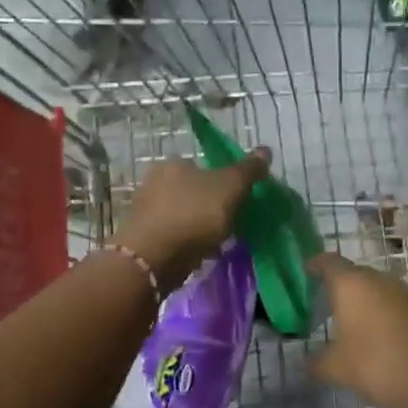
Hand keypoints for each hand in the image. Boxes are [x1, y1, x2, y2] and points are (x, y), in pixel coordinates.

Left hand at [112, 148, 270, 292]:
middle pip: (191, 191)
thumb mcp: (230, 187)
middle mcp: (154, 181)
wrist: (154, 257)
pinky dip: (185, 243)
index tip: (235, 202)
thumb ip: (247, 170)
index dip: (222, 183)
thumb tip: (265, 150)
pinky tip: (198, 254)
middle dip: (209, 206)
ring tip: (215, 243)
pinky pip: (172, 235)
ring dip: (197, 226)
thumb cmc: (194, 215)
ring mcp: (145, 210)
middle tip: (228, 224)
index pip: (202, 167)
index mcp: (173, 163)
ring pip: (181, 214)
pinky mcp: (142, 237)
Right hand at [307, 253, 407, 407]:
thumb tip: (307, 362)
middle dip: (339, 287)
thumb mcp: (338, 369)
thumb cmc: (381, 363)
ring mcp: (406, 294)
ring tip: (351, 326)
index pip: (328, 262)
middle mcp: (379, 280)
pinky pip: (395, 307)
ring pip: (377, 291)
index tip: (306, 272)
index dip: (315, 265)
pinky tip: (379, 341)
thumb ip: (317, 363)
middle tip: (325, 306)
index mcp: (352, 285)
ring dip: (364, 304)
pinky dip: (384, 318)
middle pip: (354, 275)